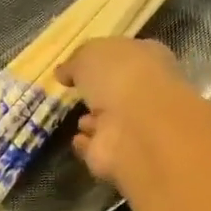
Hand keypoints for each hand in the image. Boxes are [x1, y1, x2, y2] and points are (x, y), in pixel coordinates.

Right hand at [57, 38, 199, 188]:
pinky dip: (87, 144)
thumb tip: (63, 72)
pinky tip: (76, 140)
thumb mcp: (90, 54)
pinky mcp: (117, 156)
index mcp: (148, 60)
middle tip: (79, 93)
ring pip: (110, 122)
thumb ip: (76, 61)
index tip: (82, 65)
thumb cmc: (120, 76)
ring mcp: (133, 127)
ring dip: (95, 121)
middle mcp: (145, 94)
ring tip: (78, 120)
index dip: (106, 59)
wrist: (135, 126)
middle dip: (102, 93)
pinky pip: (98, 147)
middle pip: (119, 91)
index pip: (127, 56)